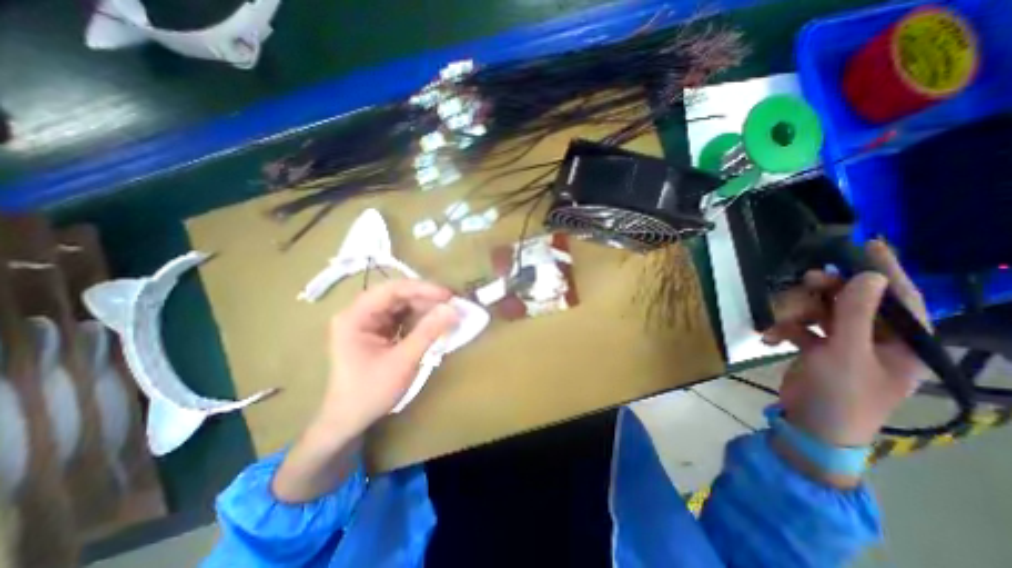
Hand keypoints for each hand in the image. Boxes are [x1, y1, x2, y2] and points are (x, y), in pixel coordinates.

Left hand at [319, 279, 458, 433]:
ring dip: (425, 307)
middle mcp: (360, 313)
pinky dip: (420, 318)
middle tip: (452, 304)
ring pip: (401, 304)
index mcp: (356, 317)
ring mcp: (369, 321)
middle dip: (426, 298)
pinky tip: (435, 321)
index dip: (422, 289)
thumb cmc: (371, 391)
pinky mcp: (378, 330)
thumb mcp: (403, 361)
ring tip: (448, 312)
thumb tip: (453, 309)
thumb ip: (428, 332)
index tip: (448, 296)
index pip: (392, 290)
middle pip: (397, 295)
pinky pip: (402, 317)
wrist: (350, 419)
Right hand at [763, 242, 928, 450]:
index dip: (887, 271)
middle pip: (855, 303)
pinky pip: (803, 329)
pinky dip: (785, 330)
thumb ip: (854, 315)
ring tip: (778, 320)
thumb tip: (868, 277)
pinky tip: (770, 338)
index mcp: (903, 345)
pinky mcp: (818, 350)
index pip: (902, 300)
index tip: (869, 245)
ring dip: (798, 314)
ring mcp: (845, 346)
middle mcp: (878, 341)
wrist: (812, 427)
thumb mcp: (845, 354)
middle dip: (828, 291)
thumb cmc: (840, 395)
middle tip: (806, 279)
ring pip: (823, 313)